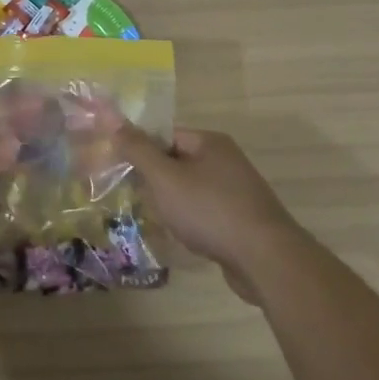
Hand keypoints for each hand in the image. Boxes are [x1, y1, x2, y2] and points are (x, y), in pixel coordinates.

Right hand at [116, 125, 305, 297]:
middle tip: (133, 197)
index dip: (141, 149)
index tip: (120, 168)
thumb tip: (113, 120)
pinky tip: (182, 238)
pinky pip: (206, 212)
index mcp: (210, 142)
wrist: (265, 260)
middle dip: (155, 180)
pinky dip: (191, 221)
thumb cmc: (210, 210)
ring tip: (155, 220)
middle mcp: (226, 160)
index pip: (165, 135)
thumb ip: (138, 150)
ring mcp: (237, 191)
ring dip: (171, 203)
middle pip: (177, 162)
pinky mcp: (242, 220)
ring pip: (191, 190)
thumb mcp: (165, 177)